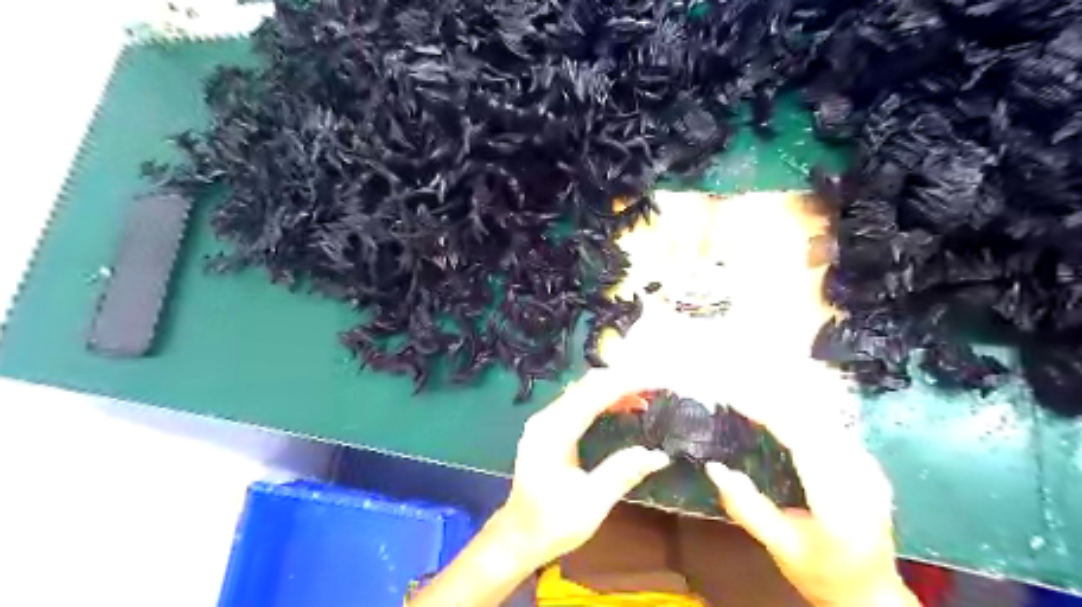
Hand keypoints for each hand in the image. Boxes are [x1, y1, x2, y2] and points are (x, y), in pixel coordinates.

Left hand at [494, 372, 673, 571]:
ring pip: (584, 389)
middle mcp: (547, 417)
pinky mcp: (550, 426)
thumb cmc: (552, 523)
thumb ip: (622, 473)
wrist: (519, 535)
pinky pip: (580, 400)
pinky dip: (605, 398)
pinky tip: (626, 406)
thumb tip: (659, 455)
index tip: (659, 381)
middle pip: (589, 384)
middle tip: (659, 385)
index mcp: (554, 432)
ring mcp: (546, 419)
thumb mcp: (591, 503)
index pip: (595, 393)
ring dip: (616, 387)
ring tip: (648, 394)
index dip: (629, 383)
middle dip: (626, 379)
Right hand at [708, 371, 915, 606]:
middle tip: (737, 382)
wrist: (871, 595)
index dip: (767, 413)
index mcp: (840, 504)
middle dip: (775, 396)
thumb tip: (714, 468)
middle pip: (816, 421)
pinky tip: (782, 402)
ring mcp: (870, 470)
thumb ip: (747, 508)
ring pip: (827, 418)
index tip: (734, 397)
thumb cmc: (822, 574)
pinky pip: (832, 425)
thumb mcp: (780, 548)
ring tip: (753, 386)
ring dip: (789, 398)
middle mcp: (862, 479)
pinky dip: (803, 410)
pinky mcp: (867, 465)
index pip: (803, 441)